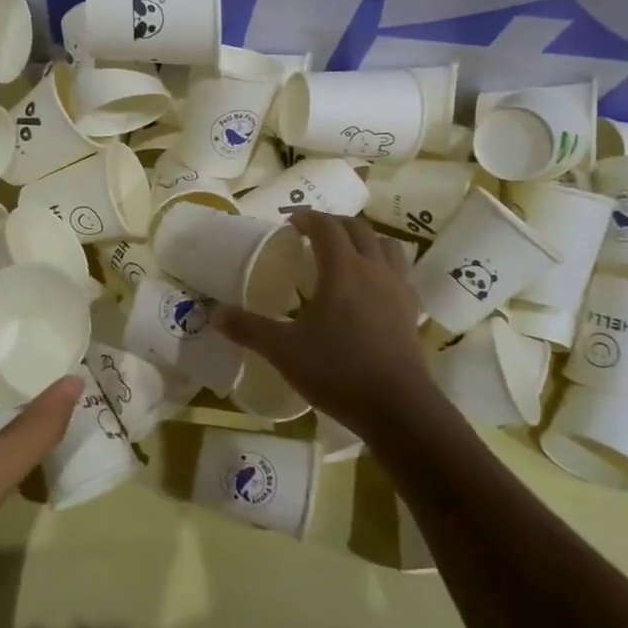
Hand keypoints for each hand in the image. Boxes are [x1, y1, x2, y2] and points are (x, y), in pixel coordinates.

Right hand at [213, 209, 433, 436]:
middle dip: (334, 224)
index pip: (327, 227)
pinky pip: (400, 273)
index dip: (308, 218)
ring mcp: (398, 289)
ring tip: (345, 253)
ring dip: (364, 240)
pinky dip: (383, 266)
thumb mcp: (284, 351)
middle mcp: (374, 269)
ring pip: (386, 246)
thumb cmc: (338, 371)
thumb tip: (216, 314)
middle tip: (312, 233)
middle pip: (358, 229)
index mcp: (343, 269)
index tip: (290, 222)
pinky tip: (372, 287)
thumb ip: (249, 329)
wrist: (398, 409)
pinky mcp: (412, 311)